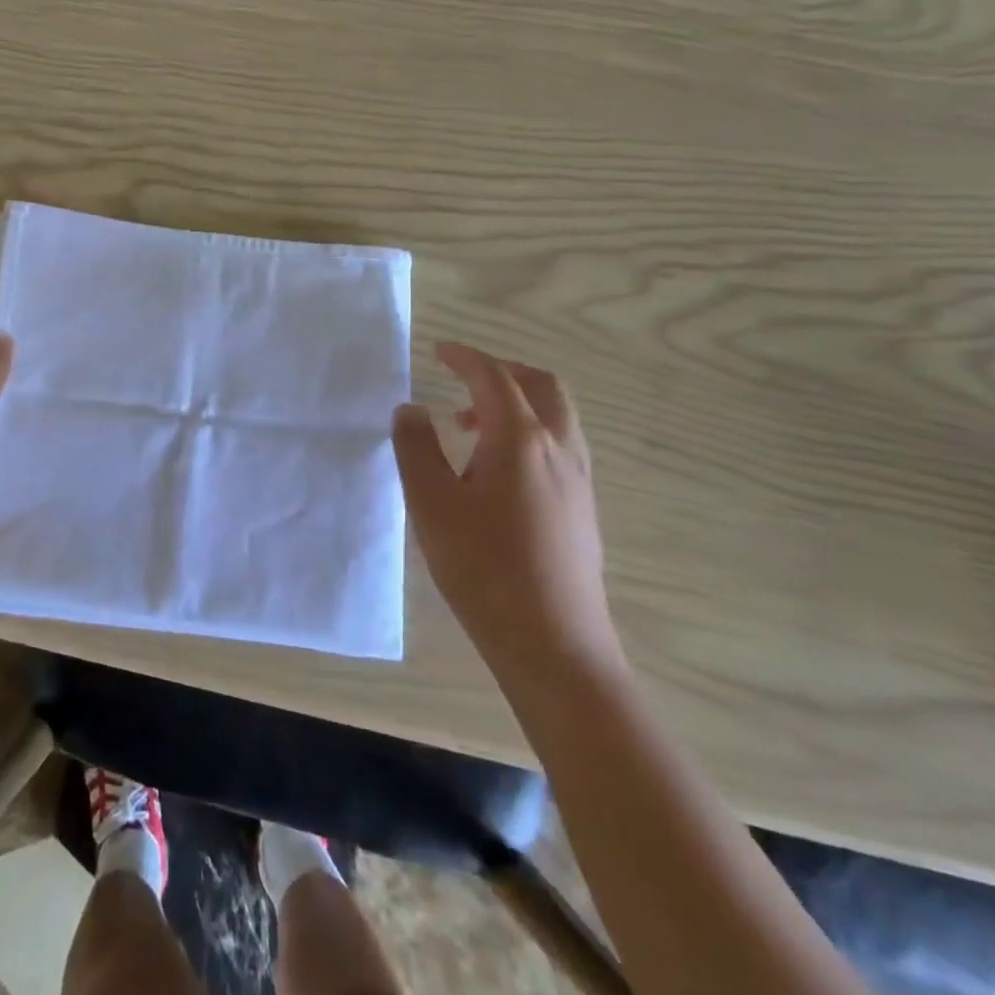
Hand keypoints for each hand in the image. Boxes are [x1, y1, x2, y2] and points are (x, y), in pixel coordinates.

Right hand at [392, 344, 615, 671]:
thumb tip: (411, 409)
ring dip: (517, 404)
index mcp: (521, 439)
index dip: (465, 357)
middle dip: (502, 372)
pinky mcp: (583, 509)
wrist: (553, 644)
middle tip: (463, 381)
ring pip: (556, 416)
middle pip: (541, 385)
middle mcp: (559, 448)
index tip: (439, 350)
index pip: (494, 377)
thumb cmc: (483, 567)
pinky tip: (497, 472)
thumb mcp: (431, 504)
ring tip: (471, 429)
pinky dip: (529, 432)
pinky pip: (560, 445)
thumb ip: (416, 448)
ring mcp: (579, 480)